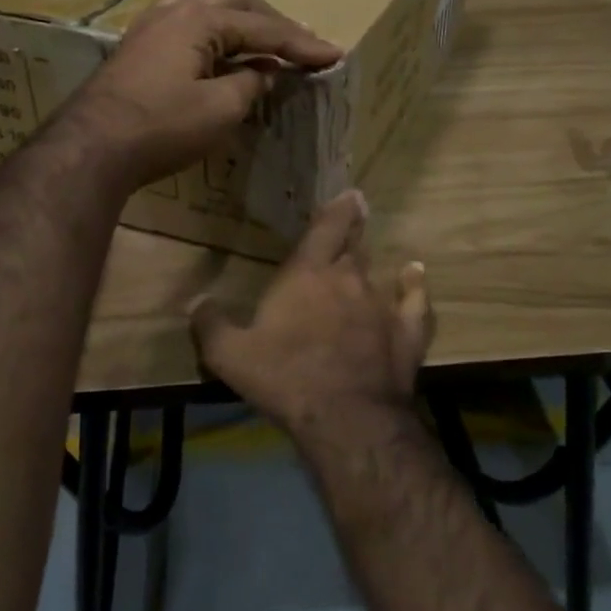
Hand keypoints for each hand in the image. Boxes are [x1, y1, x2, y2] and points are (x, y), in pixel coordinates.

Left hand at [67, 0, 340, 189]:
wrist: (92, 146)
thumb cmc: (162, 126)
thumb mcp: (220, 109)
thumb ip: (250, 83)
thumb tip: (263, 72)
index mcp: (201, 18)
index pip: (264, 28)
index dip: (302, 44)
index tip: (334, 55)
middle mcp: (176, 9)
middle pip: (237, 2)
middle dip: (272, 23)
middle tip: (299, 47)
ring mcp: (151, 25)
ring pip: (207, 6)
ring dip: (240, 22)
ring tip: (260, 43)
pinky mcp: (138, 46)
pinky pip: (185, 23)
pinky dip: (212, 34)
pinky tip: (216, 52)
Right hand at [191, 191, 432, 442]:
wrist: (346, 416)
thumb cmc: (285, 377)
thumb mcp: (230, 355)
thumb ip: (210, 324)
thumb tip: (196, 302)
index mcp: (306, 275)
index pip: (325, 229)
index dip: (337, 209)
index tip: (349, 194)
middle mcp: (347, 279)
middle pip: (352, 246)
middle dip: (352, 231)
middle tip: (356, 215)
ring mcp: (380, 304)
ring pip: (376, 272)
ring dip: (370, 263)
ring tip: (367, 252)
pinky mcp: (406, 331)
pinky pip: (415, 300)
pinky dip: (414, 285)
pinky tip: (415, 275)